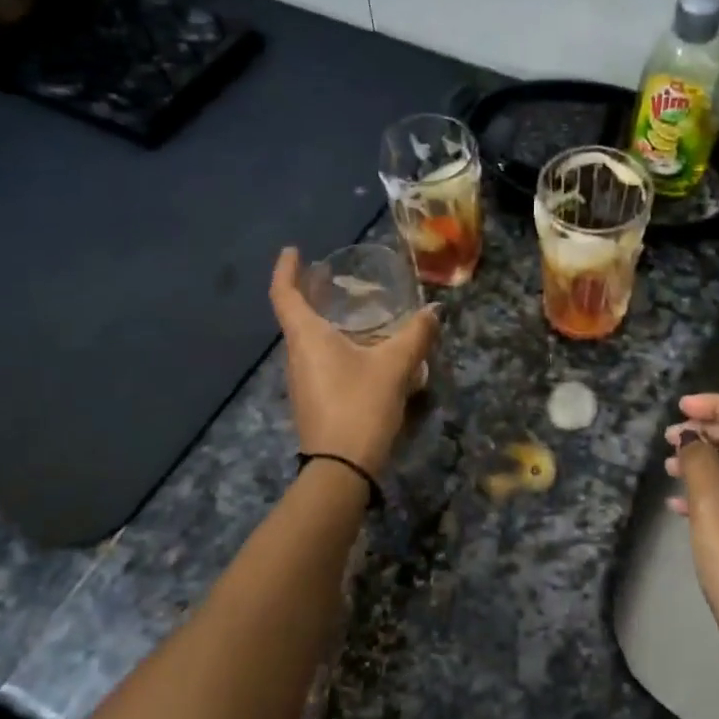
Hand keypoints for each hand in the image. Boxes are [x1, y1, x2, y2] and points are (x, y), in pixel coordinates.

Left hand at [270, 247, 438, 478]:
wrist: (341, 467)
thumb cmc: (360, 405)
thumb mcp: (394, 367)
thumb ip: (416, 336)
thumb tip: (434, 311)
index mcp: (306, 337)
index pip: (284, 293)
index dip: (285, 269)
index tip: (294, 250)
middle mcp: (296, 355)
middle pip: (295, 316)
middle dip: (310, 293)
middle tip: (332, 278)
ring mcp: (301, 381)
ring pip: (307, 341)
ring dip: (323, 322)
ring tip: (352, 312)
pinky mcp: (312, 401)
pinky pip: (318, 361)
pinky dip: (332, 345)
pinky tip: (360, 352)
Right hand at [665, 393, 718, 670]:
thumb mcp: (712, 504)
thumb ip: (699, 460)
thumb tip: (689, 437)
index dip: (717, 406)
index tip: (680, 409)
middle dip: (708, 433)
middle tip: (670, 437)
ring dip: (705, 462)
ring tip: (669, 466)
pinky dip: (710, 491)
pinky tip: (678, 503)